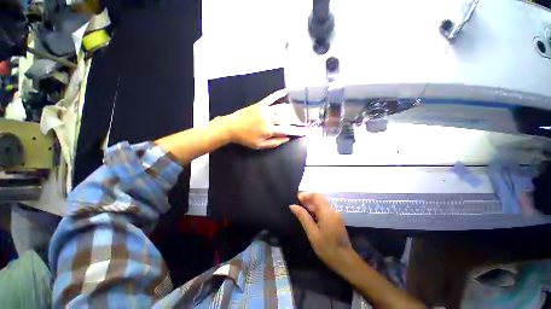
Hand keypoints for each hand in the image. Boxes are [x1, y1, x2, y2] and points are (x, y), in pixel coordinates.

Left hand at [224, 89, 304, 148]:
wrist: (231, 127)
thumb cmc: (246, 138)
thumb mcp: (259, 145)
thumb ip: (274, 143)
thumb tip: (287, 139)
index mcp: (269, 130)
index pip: (286, 130)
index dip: (295, 131)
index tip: (302, 131)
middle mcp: (269, 119)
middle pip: (285, 119)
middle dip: (292, 122)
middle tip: (298, 122)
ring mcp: (265, 110)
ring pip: (281, 109)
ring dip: (289, 110)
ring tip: (296, 111)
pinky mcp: (260, 104)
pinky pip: (271, 98)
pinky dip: (278, 94)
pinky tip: (286, 91)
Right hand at [290, 192, 355, 274]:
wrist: (346, 261)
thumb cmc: (328, 249)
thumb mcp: (313, 234)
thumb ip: (303, 217)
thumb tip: (293, 205)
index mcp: (328, 213)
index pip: (317, 195)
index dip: (306, 195)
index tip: (296, 200)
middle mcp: (333, 210)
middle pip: (319, 198)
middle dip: (307, 199)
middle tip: (297, 206)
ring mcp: (335, 214)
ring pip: (321, 203)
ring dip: (311, 205)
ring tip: (300, 211)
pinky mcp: (336, 218)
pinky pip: (324, 209)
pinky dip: (315, 210)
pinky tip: (309, 217)